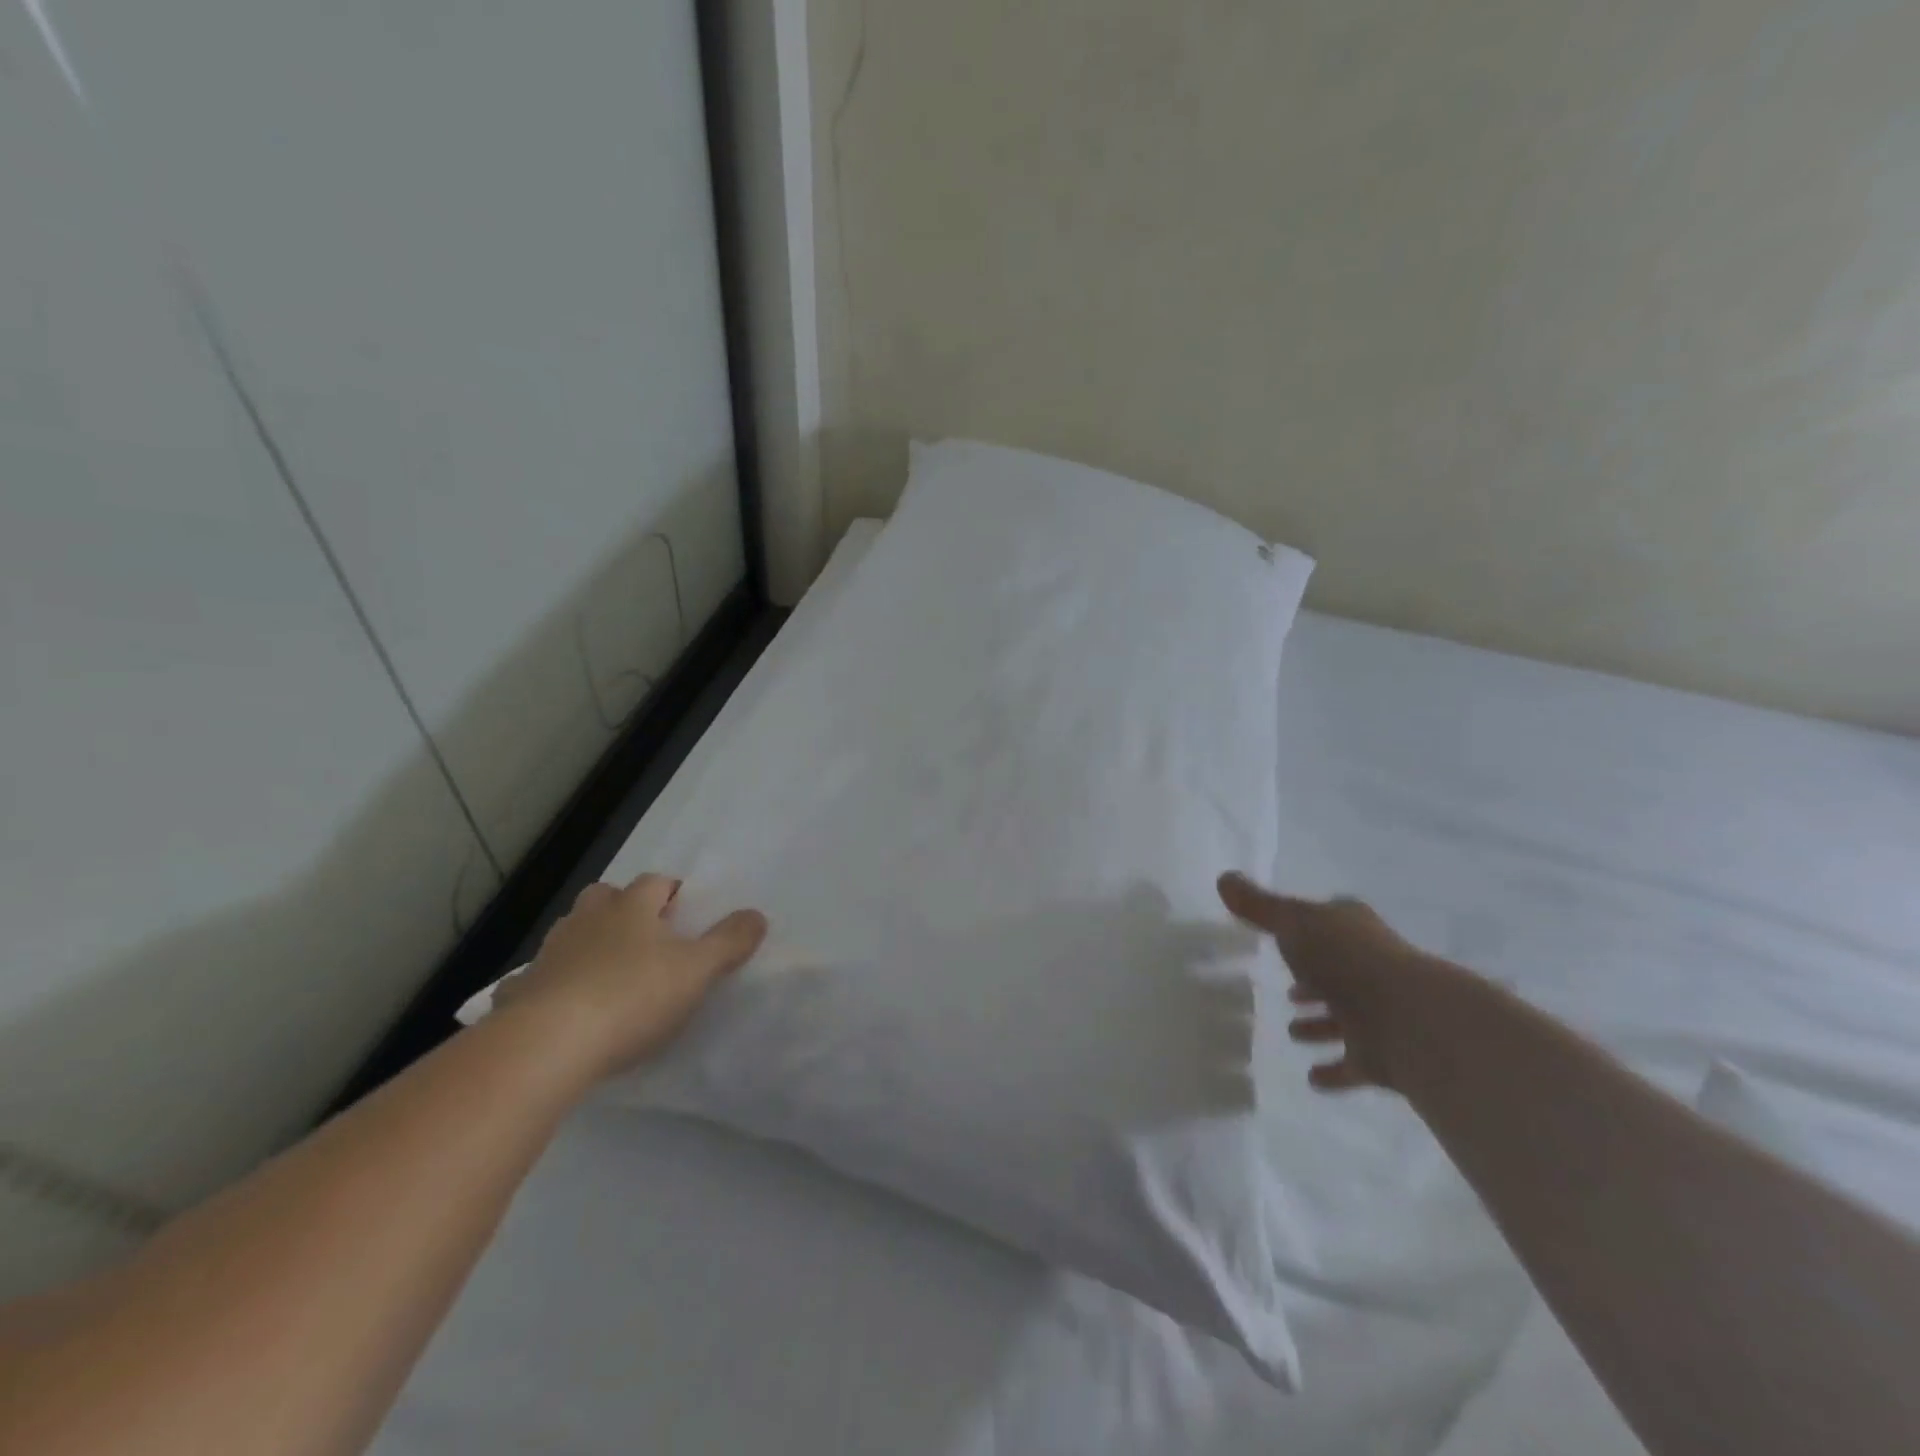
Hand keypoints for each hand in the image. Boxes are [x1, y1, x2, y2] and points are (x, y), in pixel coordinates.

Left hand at [494, 873, 767, 1079]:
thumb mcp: (697, 970)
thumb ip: (730, 941)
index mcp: (632, 908)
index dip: (672, 891)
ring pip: (570, 932)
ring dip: (587, 941)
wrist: (548, 1045)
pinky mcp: (520, 993)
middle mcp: (588, 920)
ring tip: (606, 970)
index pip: (655, 882)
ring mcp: (549, 954)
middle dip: (622, 907)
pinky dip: (548, 985)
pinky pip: (536, 979)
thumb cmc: (633, 997)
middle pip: (605, 897)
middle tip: (644, 934)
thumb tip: (757, 914)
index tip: (685, 911)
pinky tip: (559, 1007)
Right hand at [1218, 872, 1448, 1092]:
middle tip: (1289, 994)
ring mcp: (1381, 1012)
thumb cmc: (1345, 959)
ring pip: (1346, 1018)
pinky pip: (1353, 1064)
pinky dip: (1335, 1071)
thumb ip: (1258, 905)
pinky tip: (1313, 1077)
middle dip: (1314, 982)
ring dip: (1322, 1025)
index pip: (1329, 923)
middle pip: (1338, 971)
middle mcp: (1371, 967)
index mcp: (1352, 929)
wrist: (1407, 1019)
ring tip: (1293, 1033)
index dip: (1306, 930)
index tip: (1283, 940)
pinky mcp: (1384, 1055)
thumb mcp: (1292, 922)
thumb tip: (1223, 877)